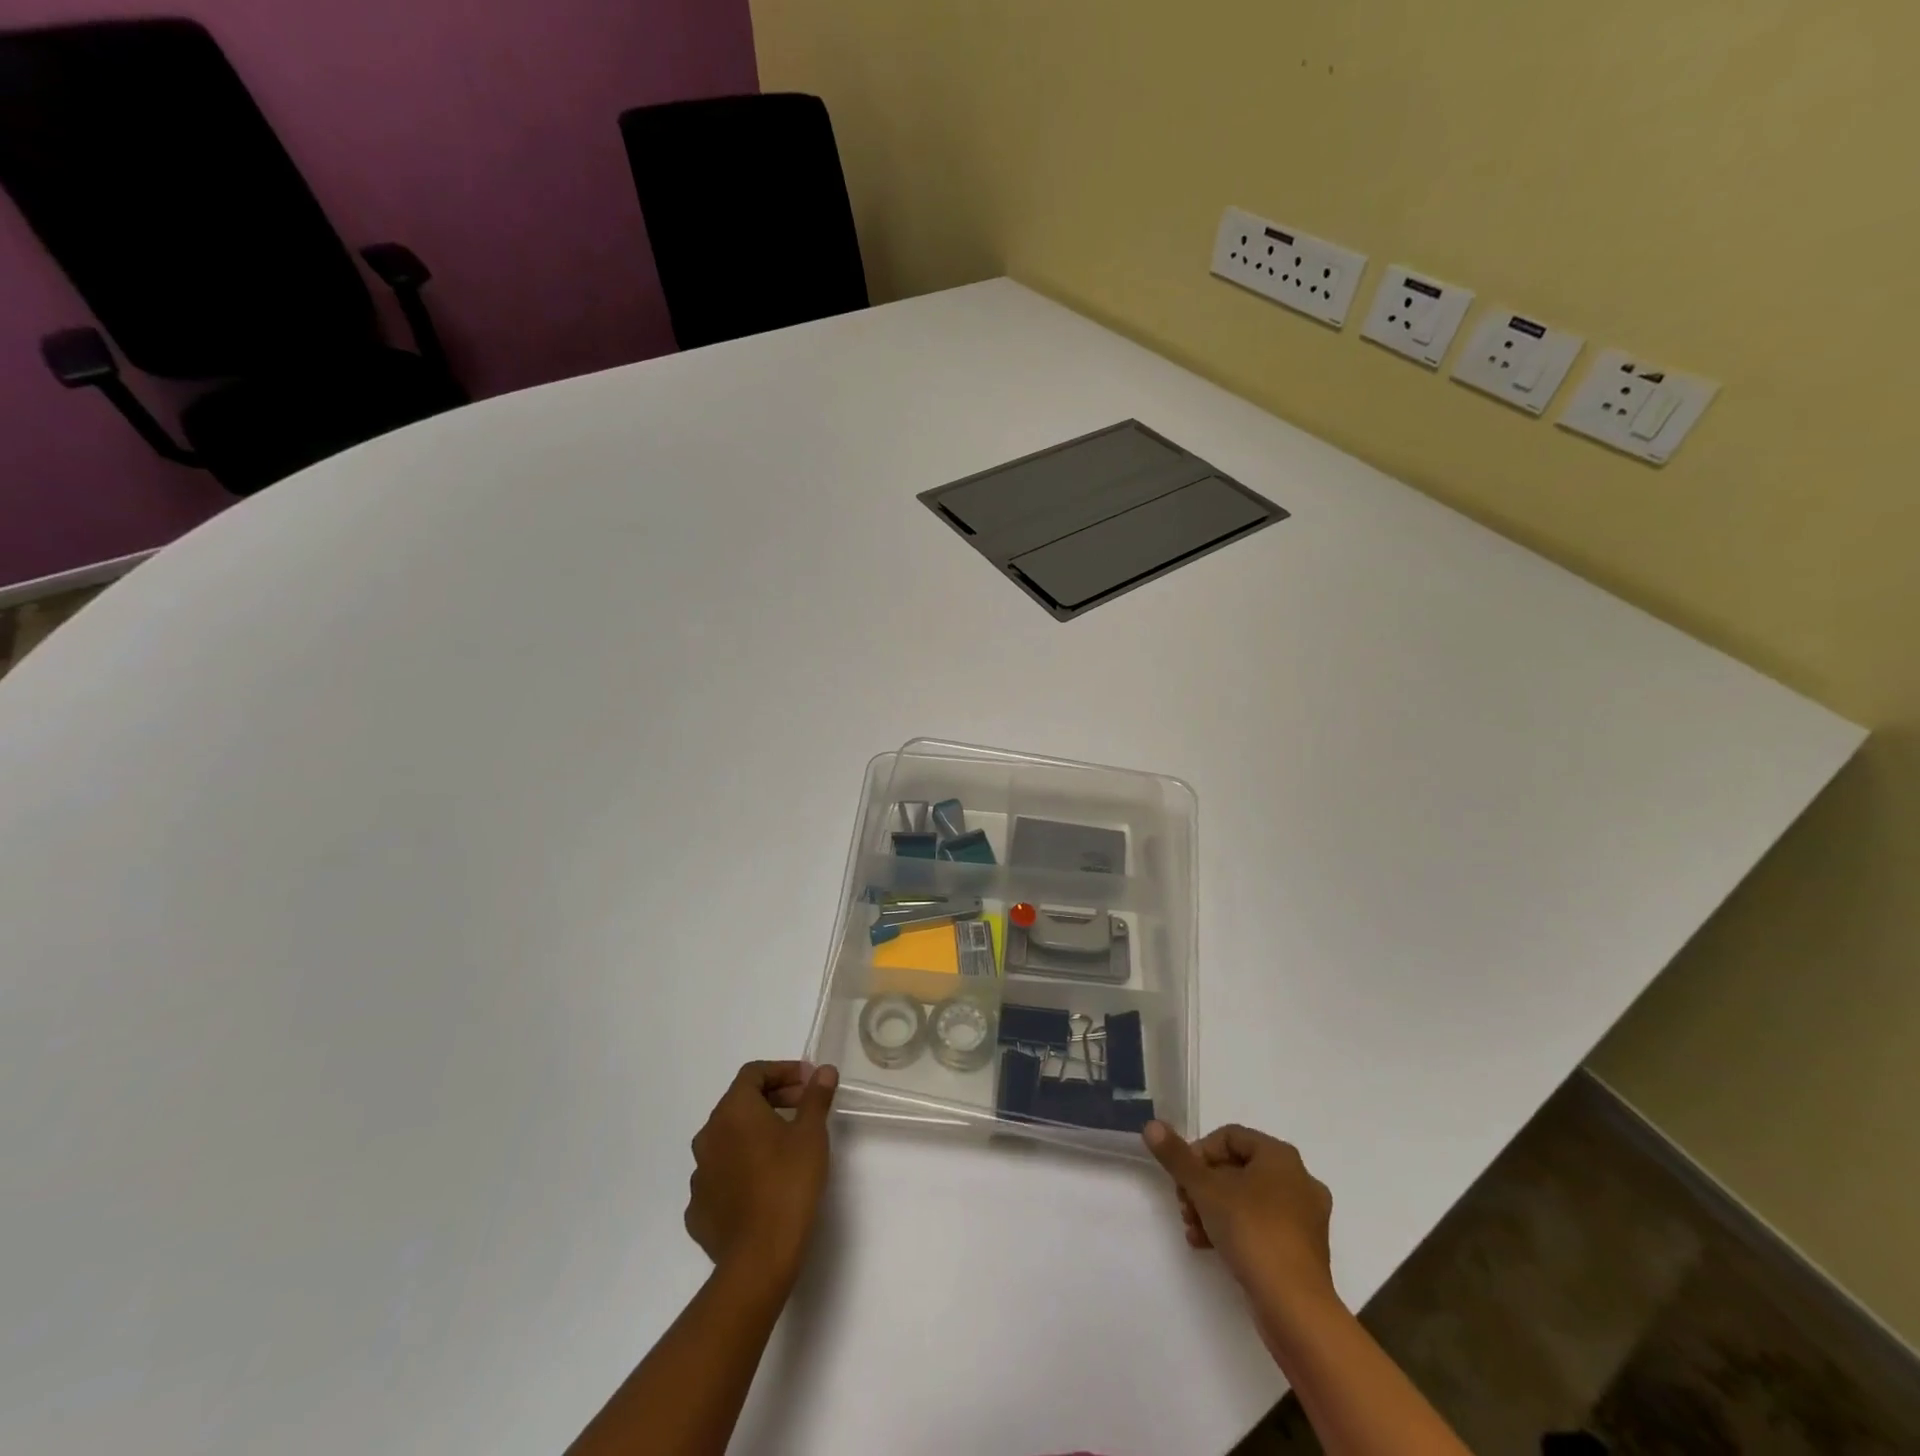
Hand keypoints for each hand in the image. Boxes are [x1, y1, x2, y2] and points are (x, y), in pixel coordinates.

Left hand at [685, 1061, 838, 1287]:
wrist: (759, 1259)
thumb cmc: (788, 1183)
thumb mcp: (812, 1134)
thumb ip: (816, 1096)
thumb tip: (823, 1071)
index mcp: (732, 1111)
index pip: (754, 1073)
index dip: (783, 1071)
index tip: (809, 1082)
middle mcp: (708, 1136)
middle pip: (740, 1103)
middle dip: (773, 1099)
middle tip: (804, 1109)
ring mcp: (699, 1175)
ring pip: (728, 1140)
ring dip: (755, 1134)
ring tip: (786, 1147)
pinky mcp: (698, 1210)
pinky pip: (721, 1176)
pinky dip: (742, 1169)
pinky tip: (763, 1184)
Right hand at [1143, 1121, 1336, 1320]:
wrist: (1294, 1307)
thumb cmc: (1252, 1231)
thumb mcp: (1205, 1189)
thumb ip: (1177, 1156)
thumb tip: (1152, 1126)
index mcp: (1281, 1156)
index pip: (1229, 1136)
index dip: (1199, 1152)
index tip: (1182, 1177)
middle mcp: (1299, 1180)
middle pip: (1237, 1168)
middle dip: (1203, 1185)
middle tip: (1183, 1204)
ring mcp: (1305, 1218)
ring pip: (1248, 1199)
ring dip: (1213, 1208)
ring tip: (1191, 1228)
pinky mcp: (1303, 1251)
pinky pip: (1261, 1226)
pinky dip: (1234, 1229)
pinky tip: (1207, 1246)